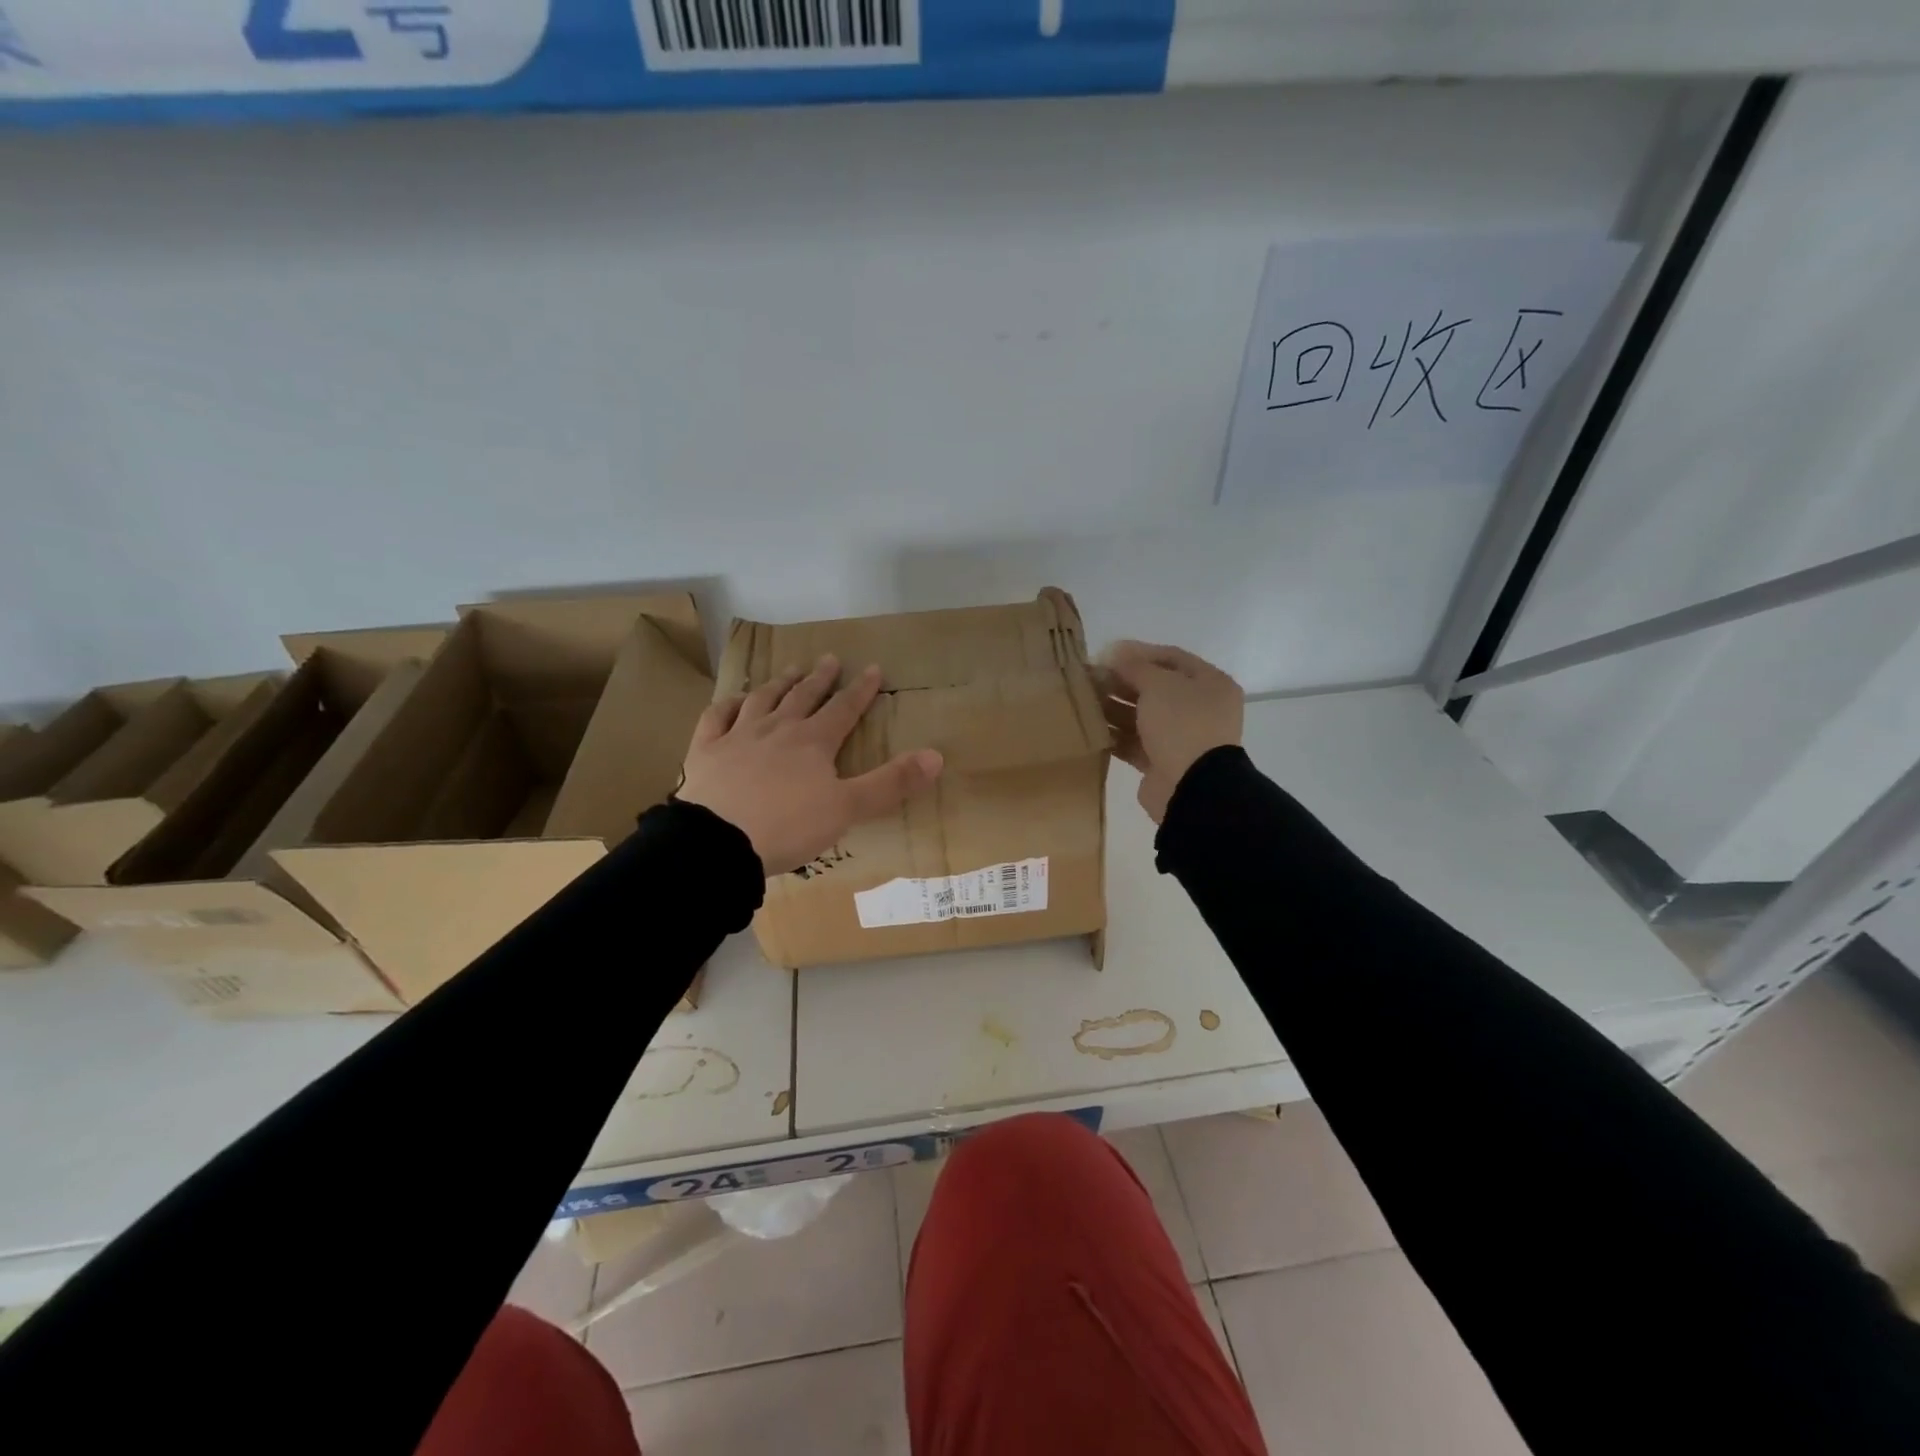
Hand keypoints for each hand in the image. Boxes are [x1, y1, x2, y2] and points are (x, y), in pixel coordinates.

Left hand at [679, 654, 943, 874]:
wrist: (719, 842)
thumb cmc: (788, 826)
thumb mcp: (848, 808)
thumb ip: (891, 783)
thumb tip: (937, 756)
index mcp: (813, 742)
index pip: (843, 709)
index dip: (860, 690)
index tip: (872, 668)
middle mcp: (777, 729)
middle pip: (803, 697)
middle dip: (819, 678)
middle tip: (829, 658)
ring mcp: (738, 737)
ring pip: (762, 700)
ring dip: (778, 684)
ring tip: (789, 670)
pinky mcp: (706, 751)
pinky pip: (716, 718)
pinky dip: (727, 705)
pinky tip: (733, 700)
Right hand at [1097, 641, 1243, 822]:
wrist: (1191, 787)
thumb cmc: (1181, 724)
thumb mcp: (1158, 685)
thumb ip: (1135, 667)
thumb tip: (1115, 654)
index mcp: (1210, 684)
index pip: (1171, 658)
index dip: (1138, 653)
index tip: (1106, 654)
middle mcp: (1199, 709)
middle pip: (1155, 688)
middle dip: (1122, 682)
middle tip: (1090, 679)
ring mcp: (1181, 738)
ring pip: (1142, 716)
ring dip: (1114, 708)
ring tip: (1084, 702)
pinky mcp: (1162, 763)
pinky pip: (1135, 743)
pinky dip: (1115, 736)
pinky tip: (1090, 729)